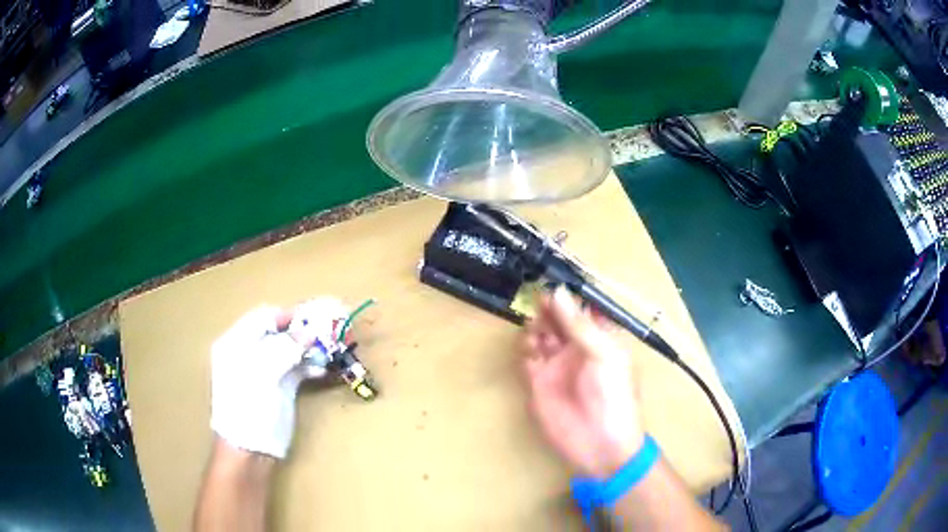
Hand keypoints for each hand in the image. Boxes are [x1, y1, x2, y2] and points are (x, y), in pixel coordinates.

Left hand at [210, 305, 331, 458]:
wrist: (250, 451)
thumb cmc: (248, 408)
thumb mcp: (262, 374)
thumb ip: (285, 348)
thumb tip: (310, 331)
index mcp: (237, 343)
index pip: (264, 317)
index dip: (290, 315)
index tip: (317, 315)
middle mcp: (251, 352)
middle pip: (280, 332)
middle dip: (306, 330)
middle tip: (332, 329)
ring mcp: (266, 371)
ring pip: (292, 350)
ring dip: (312, 347)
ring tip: (335, 347)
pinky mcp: (281, 387)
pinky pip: (298, 368)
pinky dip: (312, 366)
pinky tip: (327, 367)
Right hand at [521, 287, 643, 478]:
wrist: (600, 444)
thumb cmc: (613, 395)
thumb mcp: (604, 354)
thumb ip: (579, 325)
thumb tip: (557, 292)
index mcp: (601, 339)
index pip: (583, 310)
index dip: (570, 295)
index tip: (554, 279)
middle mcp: (578, 348)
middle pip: (559, 319)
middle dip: (550, 307)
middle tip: (538, 297)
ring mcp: (557, 365)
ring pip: (542, 335)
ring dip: (537, 326)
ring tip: (538, 327)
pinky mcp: (538, 382)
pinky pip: (528, 357)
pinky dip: (526, 347)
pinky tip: (530, 347)